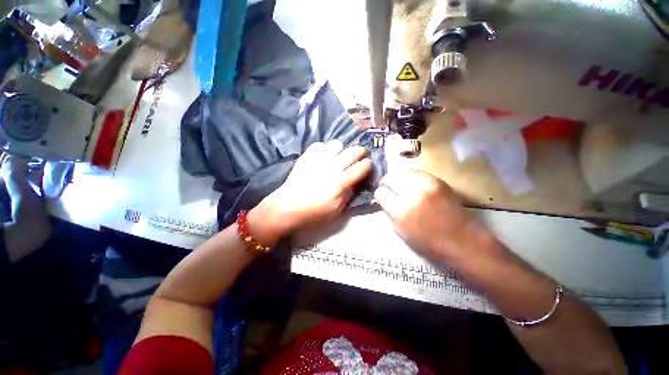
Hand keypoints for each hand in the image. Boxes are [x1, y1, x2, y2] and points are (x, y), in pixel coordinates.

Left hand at [251, 141, 371, 242]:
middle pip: (354, 150)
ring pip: (337, 144)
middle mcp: (333, 167)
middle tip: (358, 158)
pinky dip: (324, 150)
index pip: (363, 166)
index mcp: (341, 182)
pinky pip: (320, 145)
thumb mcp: (336, 210)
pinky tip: (322, 158)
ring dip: (341, 150)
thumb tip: (356, 182)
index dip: (368, 165)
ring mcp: (319, 159)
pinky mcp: (307, 157)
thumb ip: (349, 194)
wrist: (287, 208)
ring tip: (338, 157)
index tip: (367, 167)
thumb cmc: (313, 213)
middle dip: (361, 152)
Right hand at [374, 169, 498, 264]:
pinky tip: (413, 185)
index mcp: (402, 210)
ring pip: (403, 172)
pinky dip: (411, 177)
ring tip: (400, 186)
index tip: (382, 198)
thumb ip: (389, 212)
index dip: (379, 195)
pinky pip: (417, 173)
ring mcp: (428, 184)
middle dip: (386, 183)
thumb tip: (383, 199)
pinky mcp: (439, 181)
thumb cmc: (429, 243)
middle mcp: (414, 193)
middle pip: (390, 177)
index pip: (381, 192)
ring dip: (398, 179)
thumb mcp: (400, 231)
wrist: (464, 241)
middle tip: (388, 189)